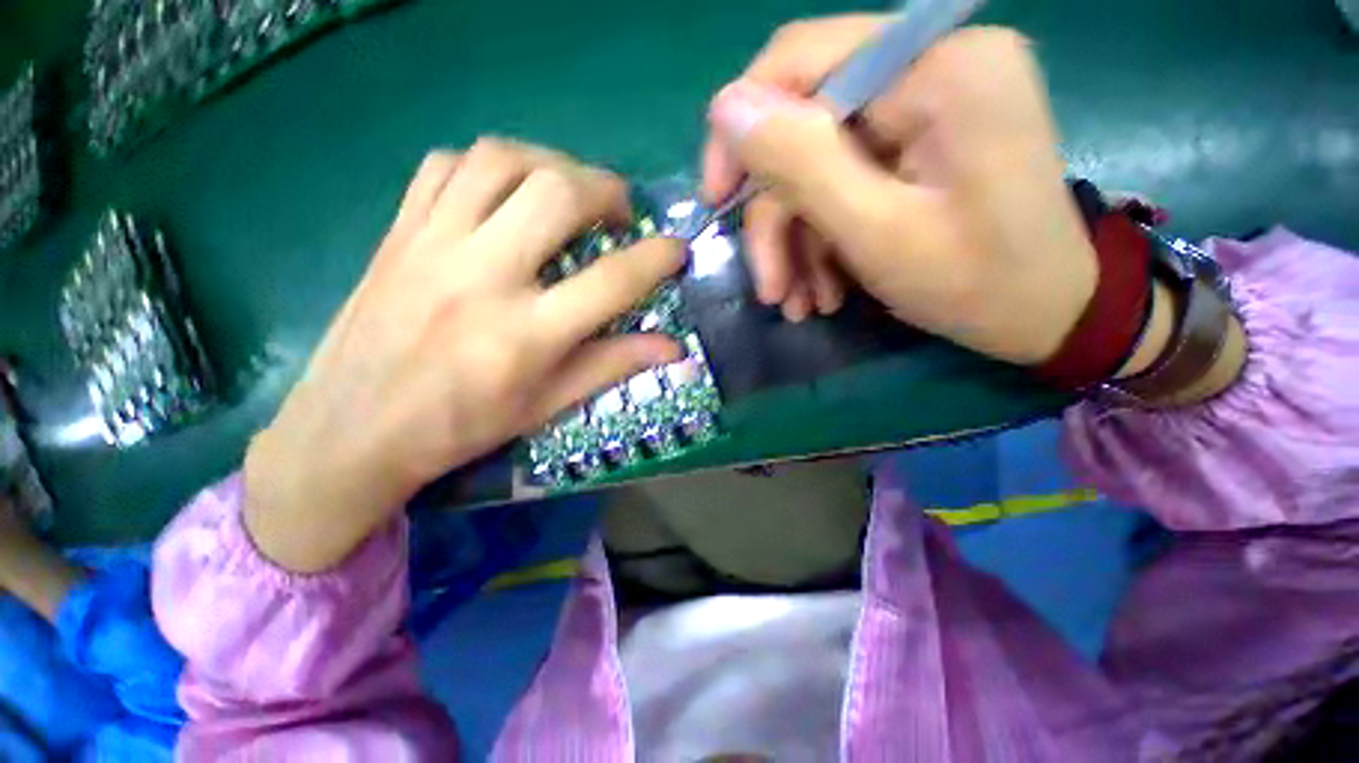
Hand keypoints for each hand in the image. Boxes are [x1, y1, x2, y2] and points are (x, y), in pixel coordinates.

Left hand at [246, 139, 685, 572]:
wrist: (352, 430)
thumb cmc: (461, 427)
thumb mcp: (547, 405)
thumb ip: (612, 365)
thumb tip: (672, 348)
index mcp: (525, 334)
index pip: (612, 280)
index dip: (656, 258)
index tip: (676, 249)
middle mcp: (482, 277)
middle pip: (557, 194)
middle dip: (605, 190)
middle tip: (619, 211)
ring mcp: (432, 245)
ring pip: (501, 161)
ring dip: (551, 163)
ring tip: (568, 190)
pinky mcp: (398, 232)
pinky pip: (446, 166)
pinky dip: (489, 166)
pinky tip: (505, 192)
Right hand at [702, 18, 1096, 365]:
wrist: (1045, 314)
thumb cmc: (978, 284)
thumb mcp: (879, 233)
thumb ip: (801, 164)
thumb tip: (725, 108)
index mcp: (936, 66)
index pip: (799, 62)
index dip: (742, 131)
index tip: (717, 202)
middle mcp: (930, 66)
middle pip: (804, 128)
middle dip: (777, 219)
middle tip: (772, 291)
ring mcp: (925, 105)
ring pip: (816, 166)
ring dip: (797, 243)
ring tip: (800, 303)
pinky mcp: (918, 142)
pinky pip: (843, 183)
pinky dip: (824, 240)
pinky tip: (824, 289)